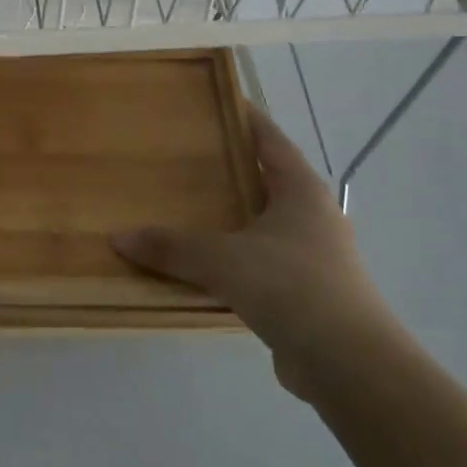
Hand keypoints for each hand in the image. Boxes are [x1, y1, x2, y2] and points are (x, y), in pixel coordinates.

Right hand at [112, 100, 399, 399]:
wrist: (348, 363)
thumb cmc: (290, 286)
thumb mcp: (221, 260)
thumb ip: (170, 247)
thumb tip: (118, 237)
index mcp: (301, 191)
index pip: (270, 139)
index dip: (245, 118)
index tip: (215, 102)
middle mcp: (312, 217)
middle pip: (267, 180)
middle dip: (230, 169)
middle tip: (184, 157)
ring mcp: (313, 257)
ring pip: (263, 224)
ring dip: (231, 218)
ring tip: (185, 209)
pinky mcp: (306, 293)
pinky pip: (260, 263)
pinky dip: (233, 259)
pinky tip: (202, 266)